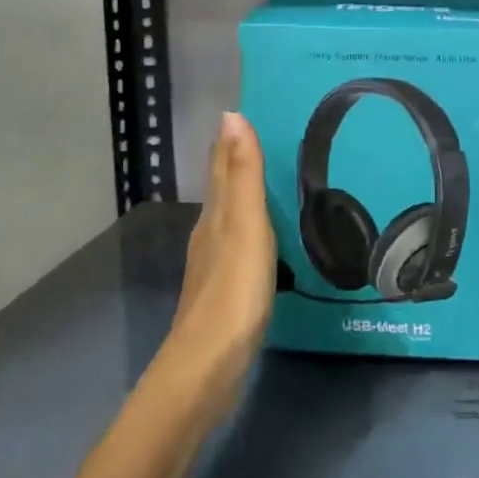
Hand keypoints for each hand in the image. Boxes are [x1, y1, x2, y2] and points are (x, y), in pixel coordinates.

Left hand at [164, 112, 276, 426]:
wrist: (209, 365)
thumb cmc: (233, 289)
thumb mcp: (245, 224)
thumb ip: (242, 173)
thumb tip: (231, 114)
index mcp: (216, 214)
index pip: (221, 165)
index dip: (231, 140)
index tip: (245, 112)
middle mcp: (210, 233)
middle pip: (222, 188)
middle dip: (236, 162)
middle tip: (265, 139)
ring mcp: (214, 265)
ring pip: (228, 217)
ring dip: (243, 196)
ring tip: (269, 182)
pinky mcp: (224, 293)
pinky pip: (238, 245)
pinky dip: (250, 229)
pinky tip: (263, 240)